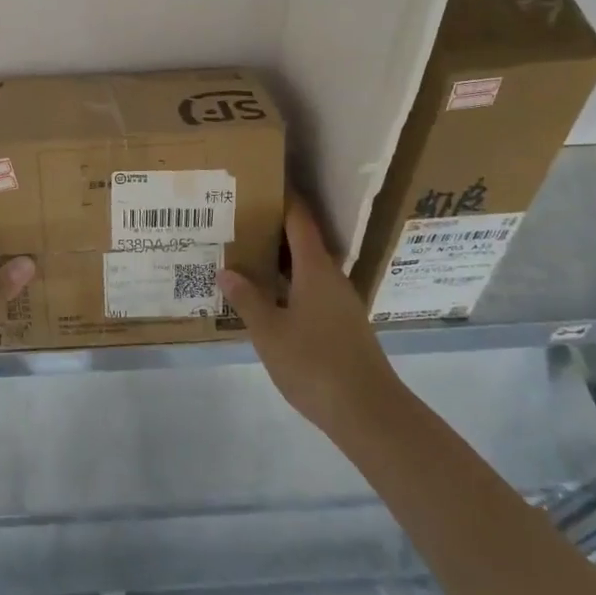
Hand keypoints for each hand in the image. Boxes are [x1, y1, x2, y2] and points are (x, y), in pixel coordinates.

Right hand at [219, 198, 401, 439]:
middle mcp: (332, 277)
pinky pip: (314, 291)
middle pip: (304, 242)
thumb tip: (227, 270)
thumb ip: (247, 299)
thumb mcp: (270, 332)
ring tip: (249, 256)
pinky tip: (272, 298)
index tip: (263, 182)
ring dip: (283, 260)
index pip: (300, 220)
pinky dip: (292, 285)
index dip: (284, 198)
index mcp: (316, 269)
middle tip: (242, 220)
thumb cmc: (315, 364)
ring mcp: (341, 302)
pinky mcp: (344, 325)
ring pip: (309, 269)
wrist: (368, 412)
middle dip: (275, 229)